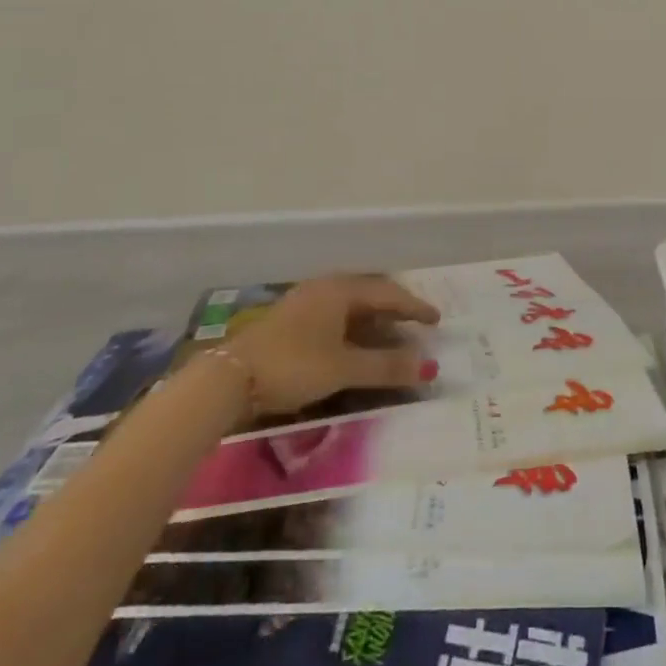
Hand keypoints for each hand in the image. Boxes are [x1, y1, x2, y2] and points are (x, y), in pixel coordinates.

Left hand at [225, 274, 440, 416]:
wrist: (229, 379)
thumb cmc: (293, 365)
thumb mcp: (343, 368)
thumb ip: (386, 367)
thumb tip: (430, 368)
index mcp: (341, 289)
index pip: (388, 293)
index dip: (414, 307)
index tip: (437, 320)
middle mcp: (325, 287)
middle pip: (369, 293)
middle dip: (395, 308)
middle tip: (416, 323)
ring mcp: (305, 301)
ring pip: (350, 304)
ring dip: (373, 318)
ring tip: (390, 333)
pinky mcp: (290, 319)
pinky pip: (335, 314)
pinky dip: (353, 326)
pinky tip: (353, 341)